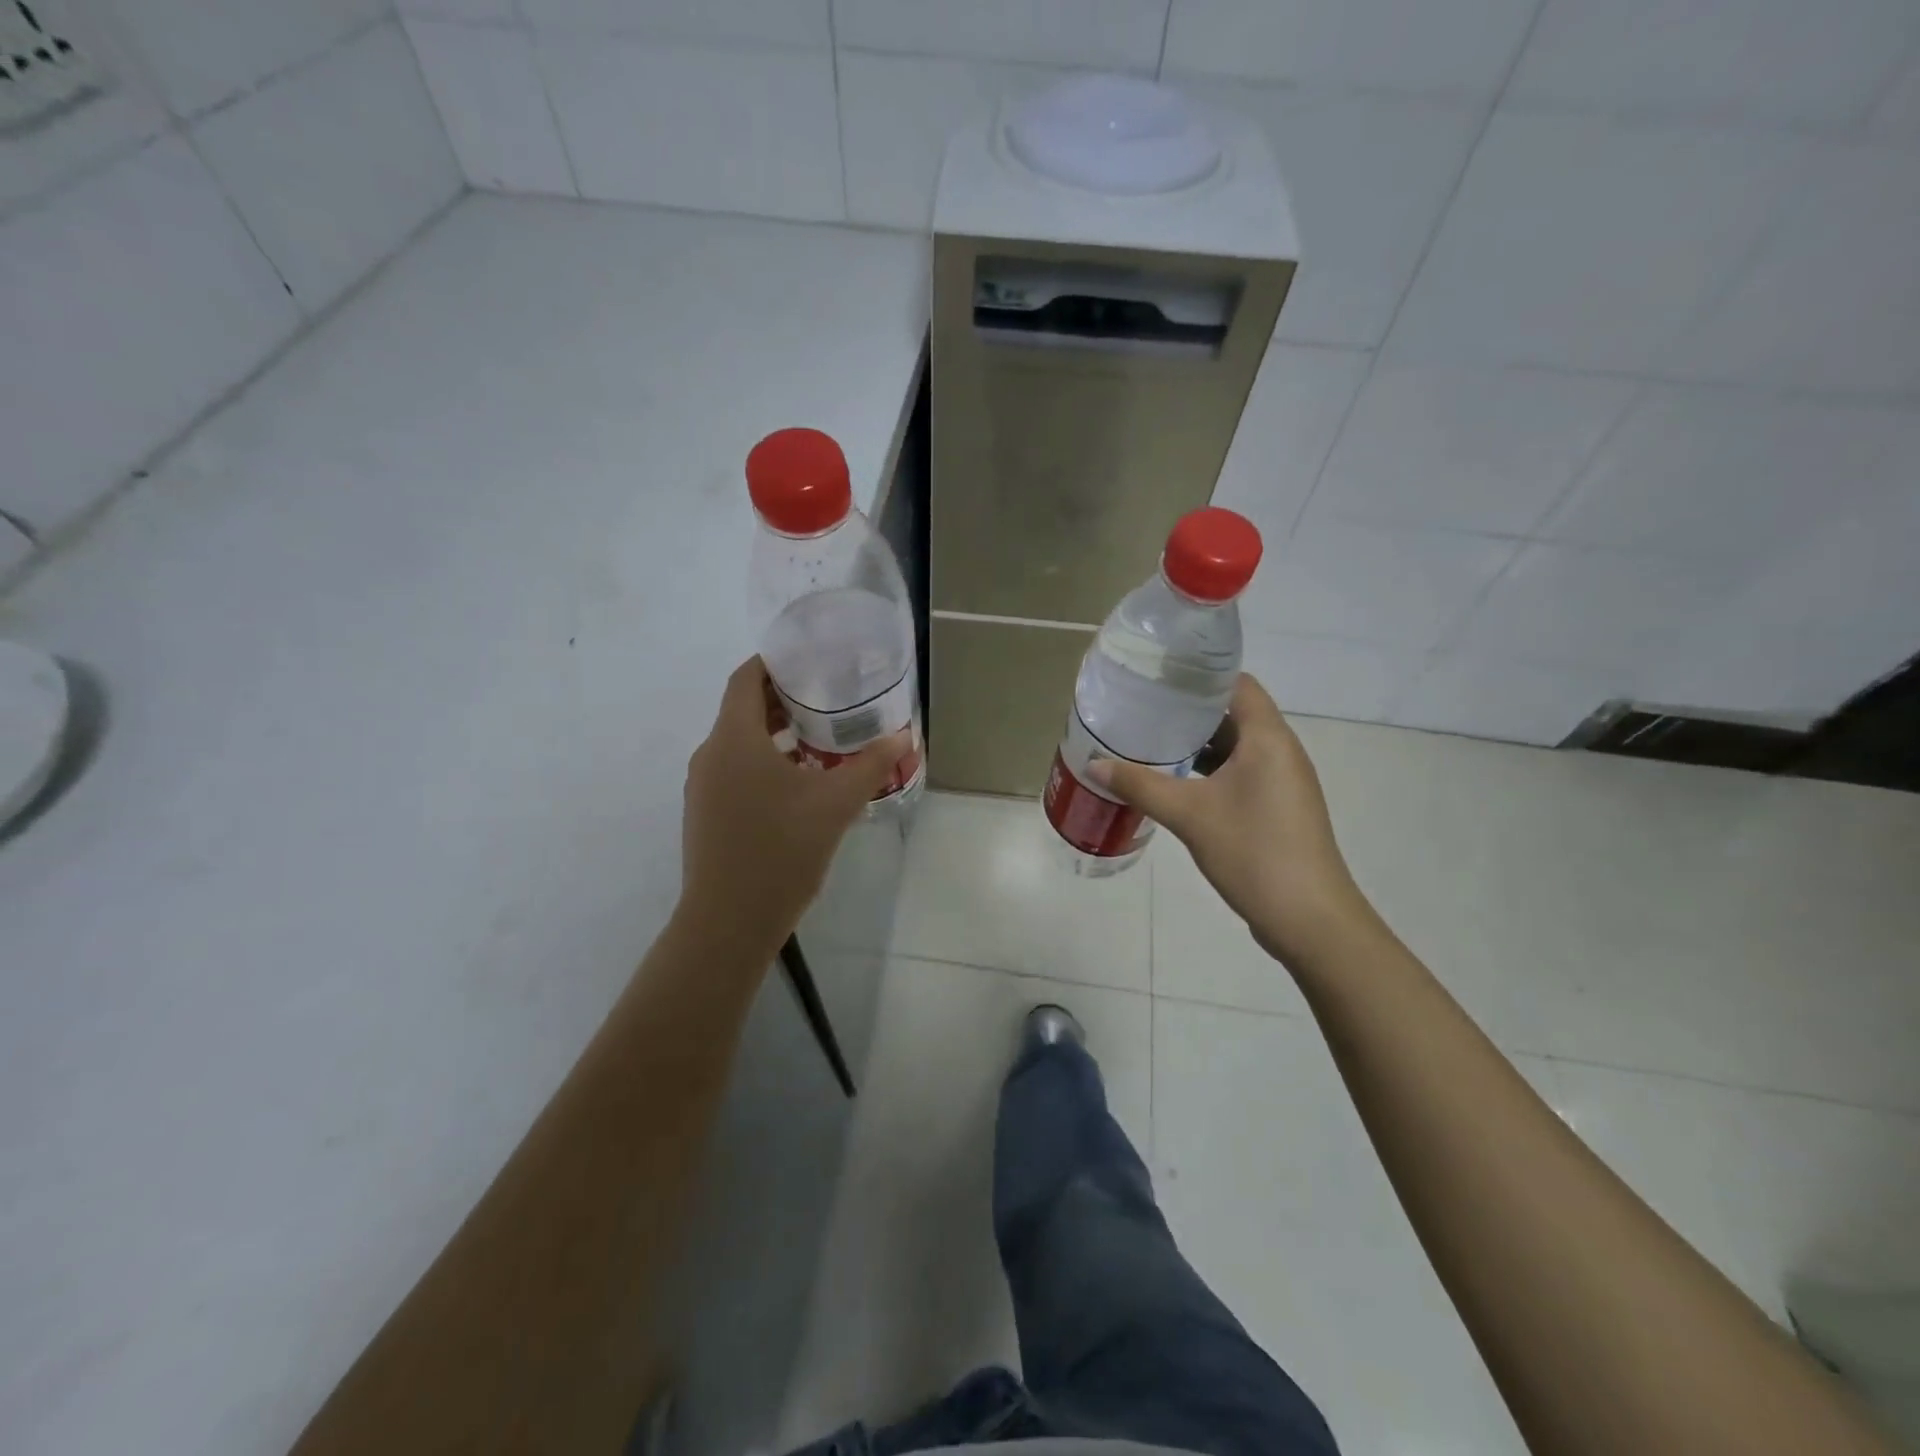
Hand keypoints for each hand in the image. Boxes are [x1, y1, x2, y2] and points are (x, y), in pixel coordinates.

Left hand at [679, 657, 909, 956]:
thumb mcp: (835, 804)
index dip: (774, 662)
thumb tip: (904, 739)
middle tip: (828, 697)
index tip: (811, 660)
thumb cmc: (781, 851)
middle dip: (783, 699)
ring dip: (775, 734)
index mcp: (734, 739)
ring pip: (739, 743)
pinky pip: (735, 771)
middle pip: (742, 709)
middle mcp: (710, 755)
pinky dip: (764, 763)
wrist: (729, 922)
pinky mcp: (706, 814)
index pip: (745, 679)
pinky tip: (800, 785)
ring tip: (821, 739)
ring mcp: (703, 787)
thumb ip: (870, 766)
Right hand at [1092, 674, 1375, 967]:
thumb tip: (1094, 764)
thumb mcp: (1189, 815)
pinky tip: (1175, 783)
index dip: (1199, 674)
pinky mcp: (1277, 808)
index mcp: (1268, 738)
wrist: (1309, 919)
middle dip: (1189, 711)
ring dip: (1197, 745)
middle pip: (1234, 714)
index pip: (1236, 684)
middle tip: (1142, 709)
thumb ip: (1140, 785)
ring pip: (1236, 748)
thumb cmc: (1253, 851)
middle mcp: (1281, 751)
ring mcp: (1282, 782)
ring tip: (1150, 742)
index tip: (1157, 676)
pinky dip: (1209, 771)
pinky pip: (1240, 774)